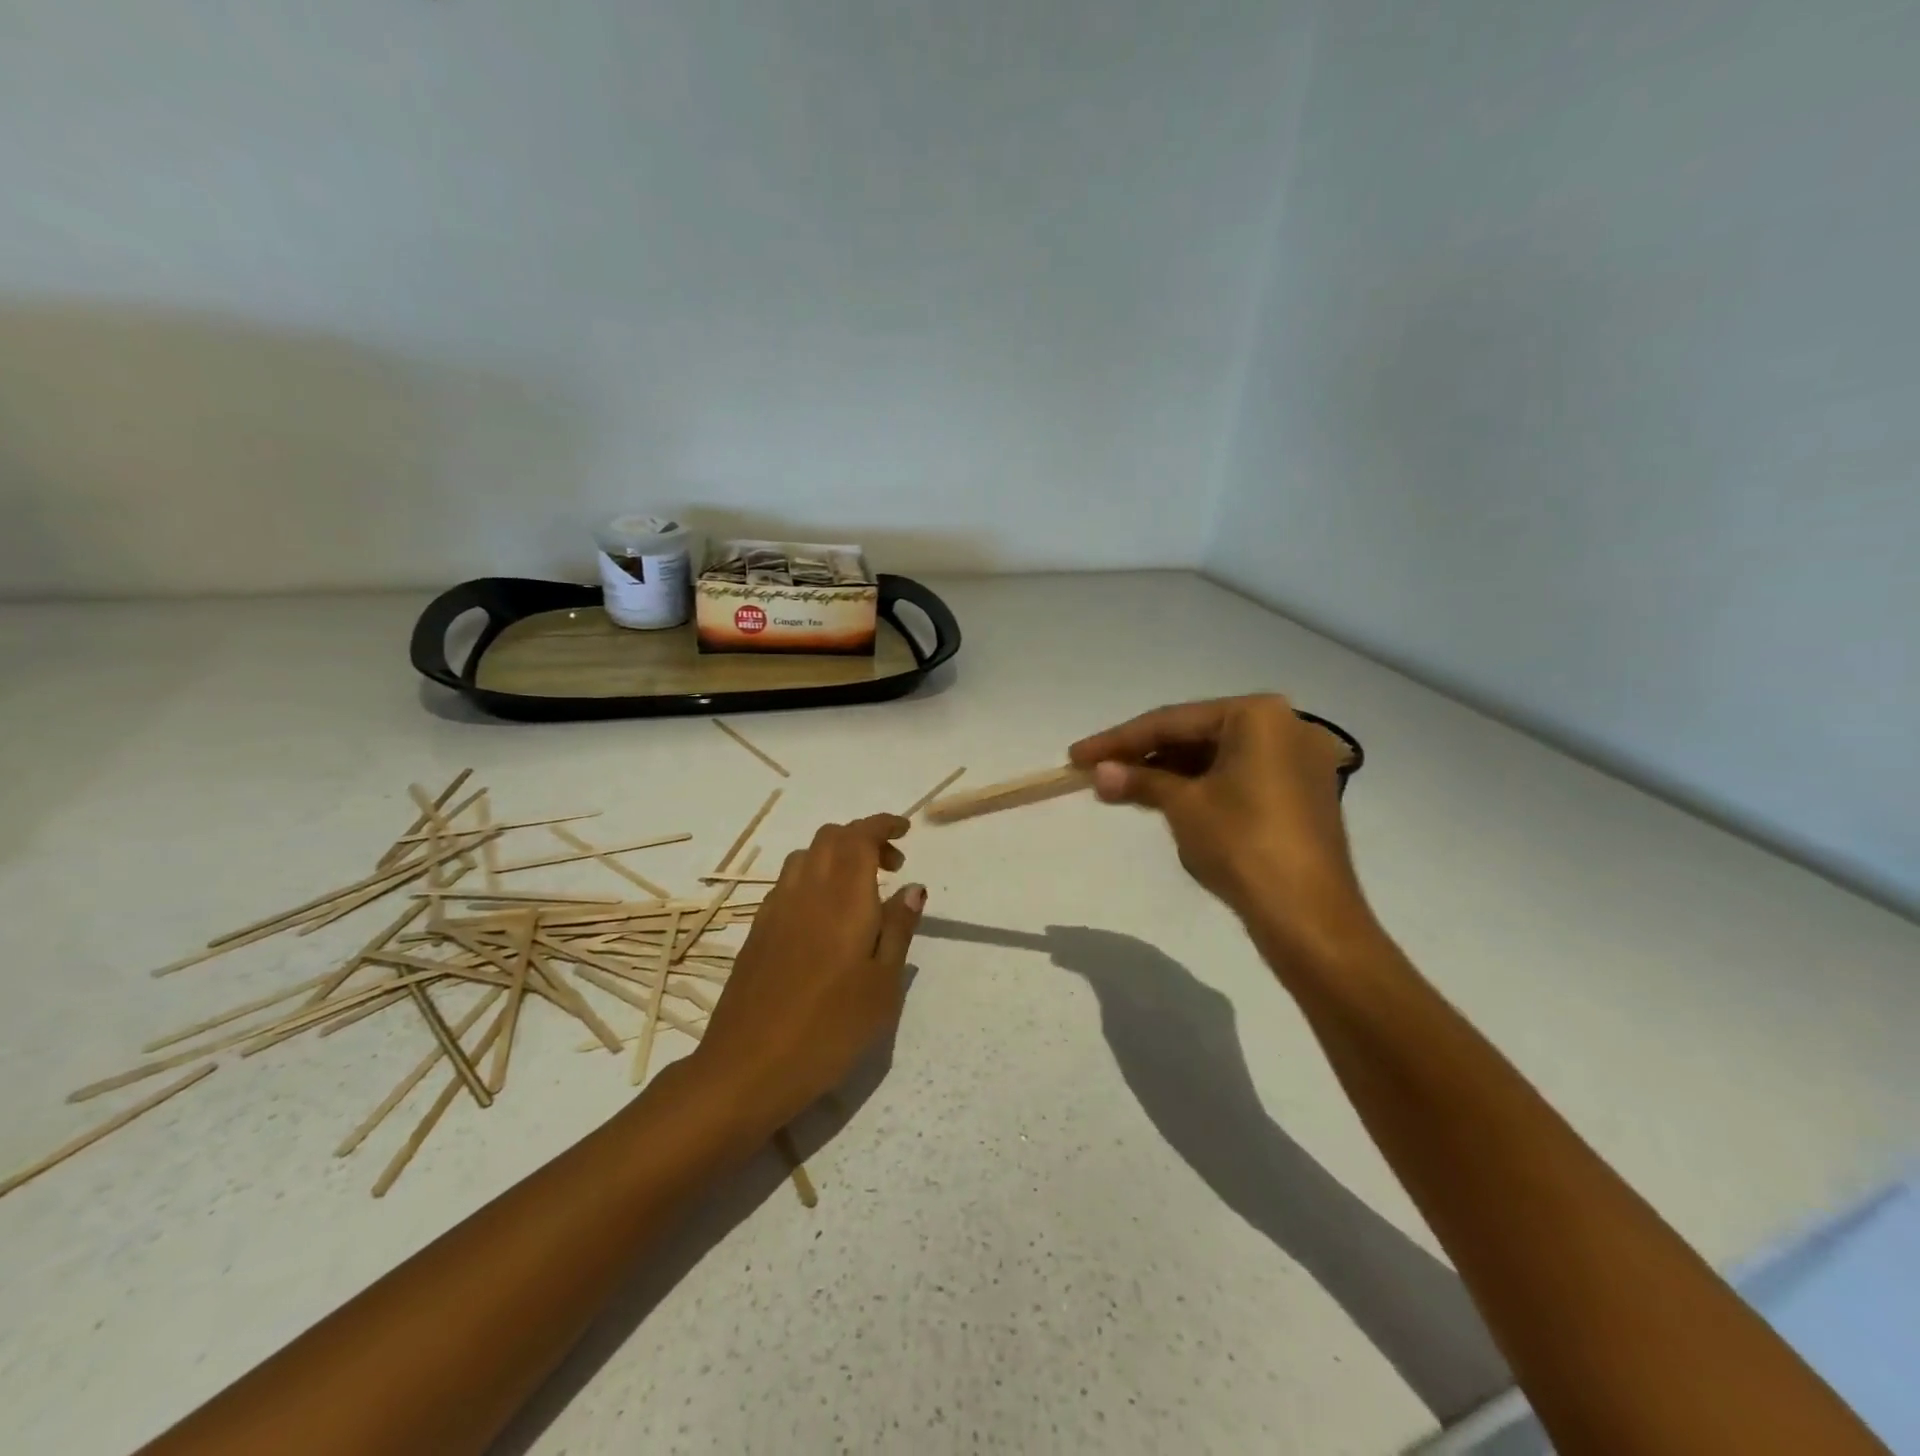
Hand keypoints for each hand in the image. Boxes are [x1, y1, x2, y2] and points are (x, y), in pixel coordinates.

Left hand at [693, 815, 925, 1134]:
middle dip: (863, 837)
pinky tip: (824, 918)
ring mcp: (775, 909)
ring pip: (806, 856)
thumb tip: (912, 888)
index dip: (883, 825)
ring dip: (835, 855)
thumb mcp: (882, 986)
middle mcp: (806, 890)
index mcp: (842, 897)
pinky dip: (813, 878)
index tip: (905, 831)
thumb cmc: (829, 1030)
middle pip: (830, 837)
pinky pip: (788, 883)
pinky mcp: (757, 930)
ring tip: (859, 891)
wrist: (746, 1068)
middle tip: (891, 867)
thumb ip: (898, 930)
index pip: (860, 836)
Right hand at [1069, 695, 1368, 949]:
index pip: (1172, 721)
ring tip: (1120, 788)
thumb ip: (1140, 780)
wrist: (1308, 917)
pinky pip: (1237, 777)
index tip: (1076, 756)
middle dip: (1143, 755)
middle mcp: (1286, 726)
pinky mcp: (1301, 794)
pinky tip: (1162, 798)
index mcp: (1259, 715)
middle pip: (1195, 734)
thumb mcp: (1184, 806)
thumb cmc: (1243, 845)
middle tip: (1095, 771)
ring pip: (1215, 757)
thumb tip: (1099, 772)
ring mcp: (1298, 761)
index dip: (1117, 740)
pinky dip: (1199, 786)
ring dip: (1168, 772)